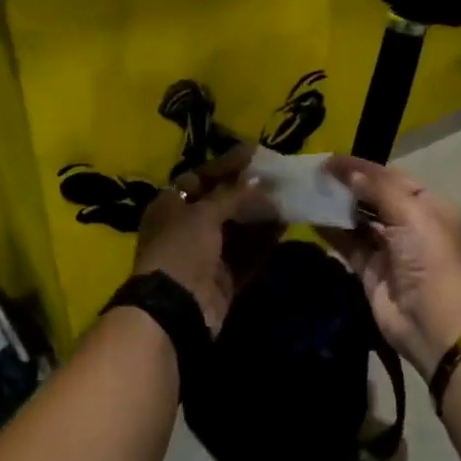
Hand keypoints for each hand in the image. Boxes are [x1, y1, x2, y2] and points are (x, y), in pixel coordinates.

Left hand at [132, 145, 280, 334]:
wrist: (175, 308)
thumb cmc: (182, 249)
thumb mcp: (204, 213)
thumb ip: (233, 194)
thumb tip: (259, 181)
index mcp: (171, 205)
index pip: (201, 177)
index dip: (227, 164)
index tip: (255, 152)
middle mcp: (187, 227)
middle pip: (222, 202)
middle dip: (250, 191)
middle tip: (279, 176)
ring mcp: (206, 254)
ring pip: (239, 228)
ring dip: (262, 214)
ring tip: (289, 197)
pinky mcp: (224, 278)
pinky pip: (248, 253)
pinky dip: (265, 240)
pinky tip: (286, 225)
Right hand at [319, 157, 460, 370]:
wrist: (434, 322)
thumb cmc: (429, 259)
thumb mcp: (410, 214)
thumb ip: (378, 189)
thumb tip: (348, 172)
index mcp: (428, 205)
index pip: (391, 177)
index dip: (362, 167)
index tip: (329, 160)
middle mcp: (409, 224)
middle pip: (374, 198)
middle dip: (348, 186)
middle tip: (314, 174)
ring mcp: (389, 249)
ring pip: (359, 221)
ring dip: (337, 207)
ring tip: (308, 191)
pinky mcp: (371, 271)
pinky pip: (348, 245)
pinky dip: (331, 232)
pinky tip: (310, 218)